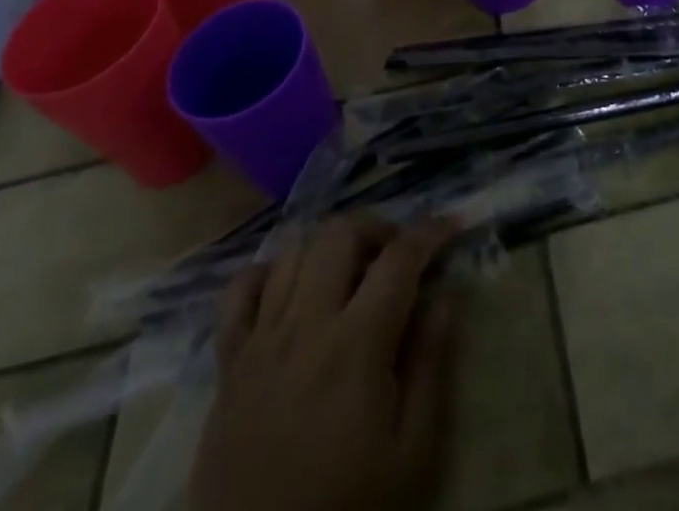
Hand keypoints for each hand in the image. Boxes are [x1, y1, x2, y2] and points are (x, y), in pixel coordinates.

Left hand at [191, 216, 458, 510]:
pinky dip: (268, 274)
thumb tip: (443, 297)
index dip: (430, 231)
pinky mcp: (227, 363)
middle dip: (377, 228)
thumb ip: (430, 366)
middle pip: (339, 234)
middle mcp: (305, 325)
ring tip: (350, 272)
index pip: (399, 259)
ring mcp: (260, 340)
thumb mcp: (411, 455)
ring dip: (328, 247)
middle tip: (396, 255)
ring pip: (293, 251)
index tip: (451, 224)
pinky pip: (239, 291)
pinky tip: (290, 290)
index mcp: (356, 345)